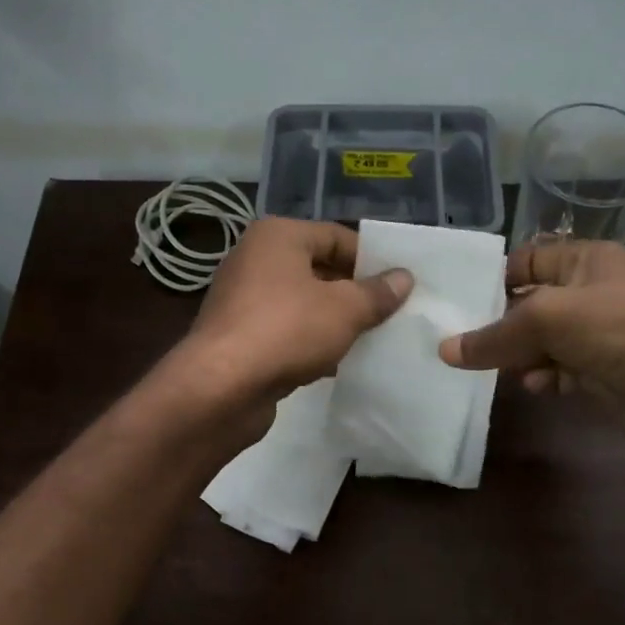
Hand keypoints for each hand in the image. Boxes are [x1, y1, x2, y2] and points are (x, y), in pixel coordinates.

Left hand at [173, 218, 411, 415]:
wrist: (221, 388)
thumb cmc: (286, 330)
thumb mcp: (345, 309)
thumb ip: (377, 293)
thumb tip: (404, 278)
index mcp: (277, 237)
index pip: (336, 236)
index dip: (371, 259)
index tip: (400, 285)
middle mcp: (255, 260)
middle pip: (319, 269)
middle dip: (355, 292)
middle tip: (392, 313)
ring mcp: (244, 300)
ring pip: (303, 303)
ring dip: (335, 321)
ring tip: (372, 339)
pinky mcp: (241, 337)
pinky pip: (287, 331)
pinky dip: (312, 343)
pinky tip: (338, 364)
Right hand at [438, 240, 624, 464]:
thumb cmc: (619, 329)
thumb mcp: (548, 319)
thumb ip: (494, 335)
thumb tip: (445, 351)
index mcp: (587, 261)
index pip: (529, 260)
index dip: (495, 277)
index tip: (458, 301)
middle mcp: (594, 293)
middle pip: (533, 303)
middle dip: (500, 323)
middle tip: (458, 342)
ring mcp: (601, 335)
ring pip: (545, 341)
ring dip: (519, 355)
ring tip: (489, 368)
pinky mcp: (605, 374)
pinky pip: (562, 371)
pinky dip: (544, 377)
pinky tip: (532, 386)